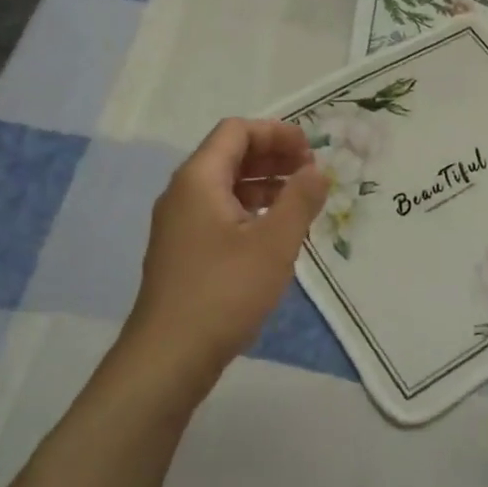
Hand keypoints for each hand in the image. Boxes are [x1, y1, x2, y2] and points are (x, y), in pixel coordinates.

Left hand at [121, 118, 328, 394]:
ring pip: (225, 186)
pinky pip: (219, 213)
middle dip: (273, 156)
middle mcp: (183, 193)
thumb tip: (317, 170)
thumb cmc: (224, 291)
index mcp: (198, 179)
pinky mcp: (183, 251)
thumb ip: (300, 199)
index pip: (237, 131)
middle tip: (311, 173)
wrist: (169, 356)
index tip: (311, 151)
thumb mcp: (274, 243)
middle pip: (230, 154)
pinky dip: (250, 210)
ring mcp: (179, 224)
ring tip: (301, 200)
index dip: (277, 133)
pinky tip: (275, 232)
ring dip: (264, 184)